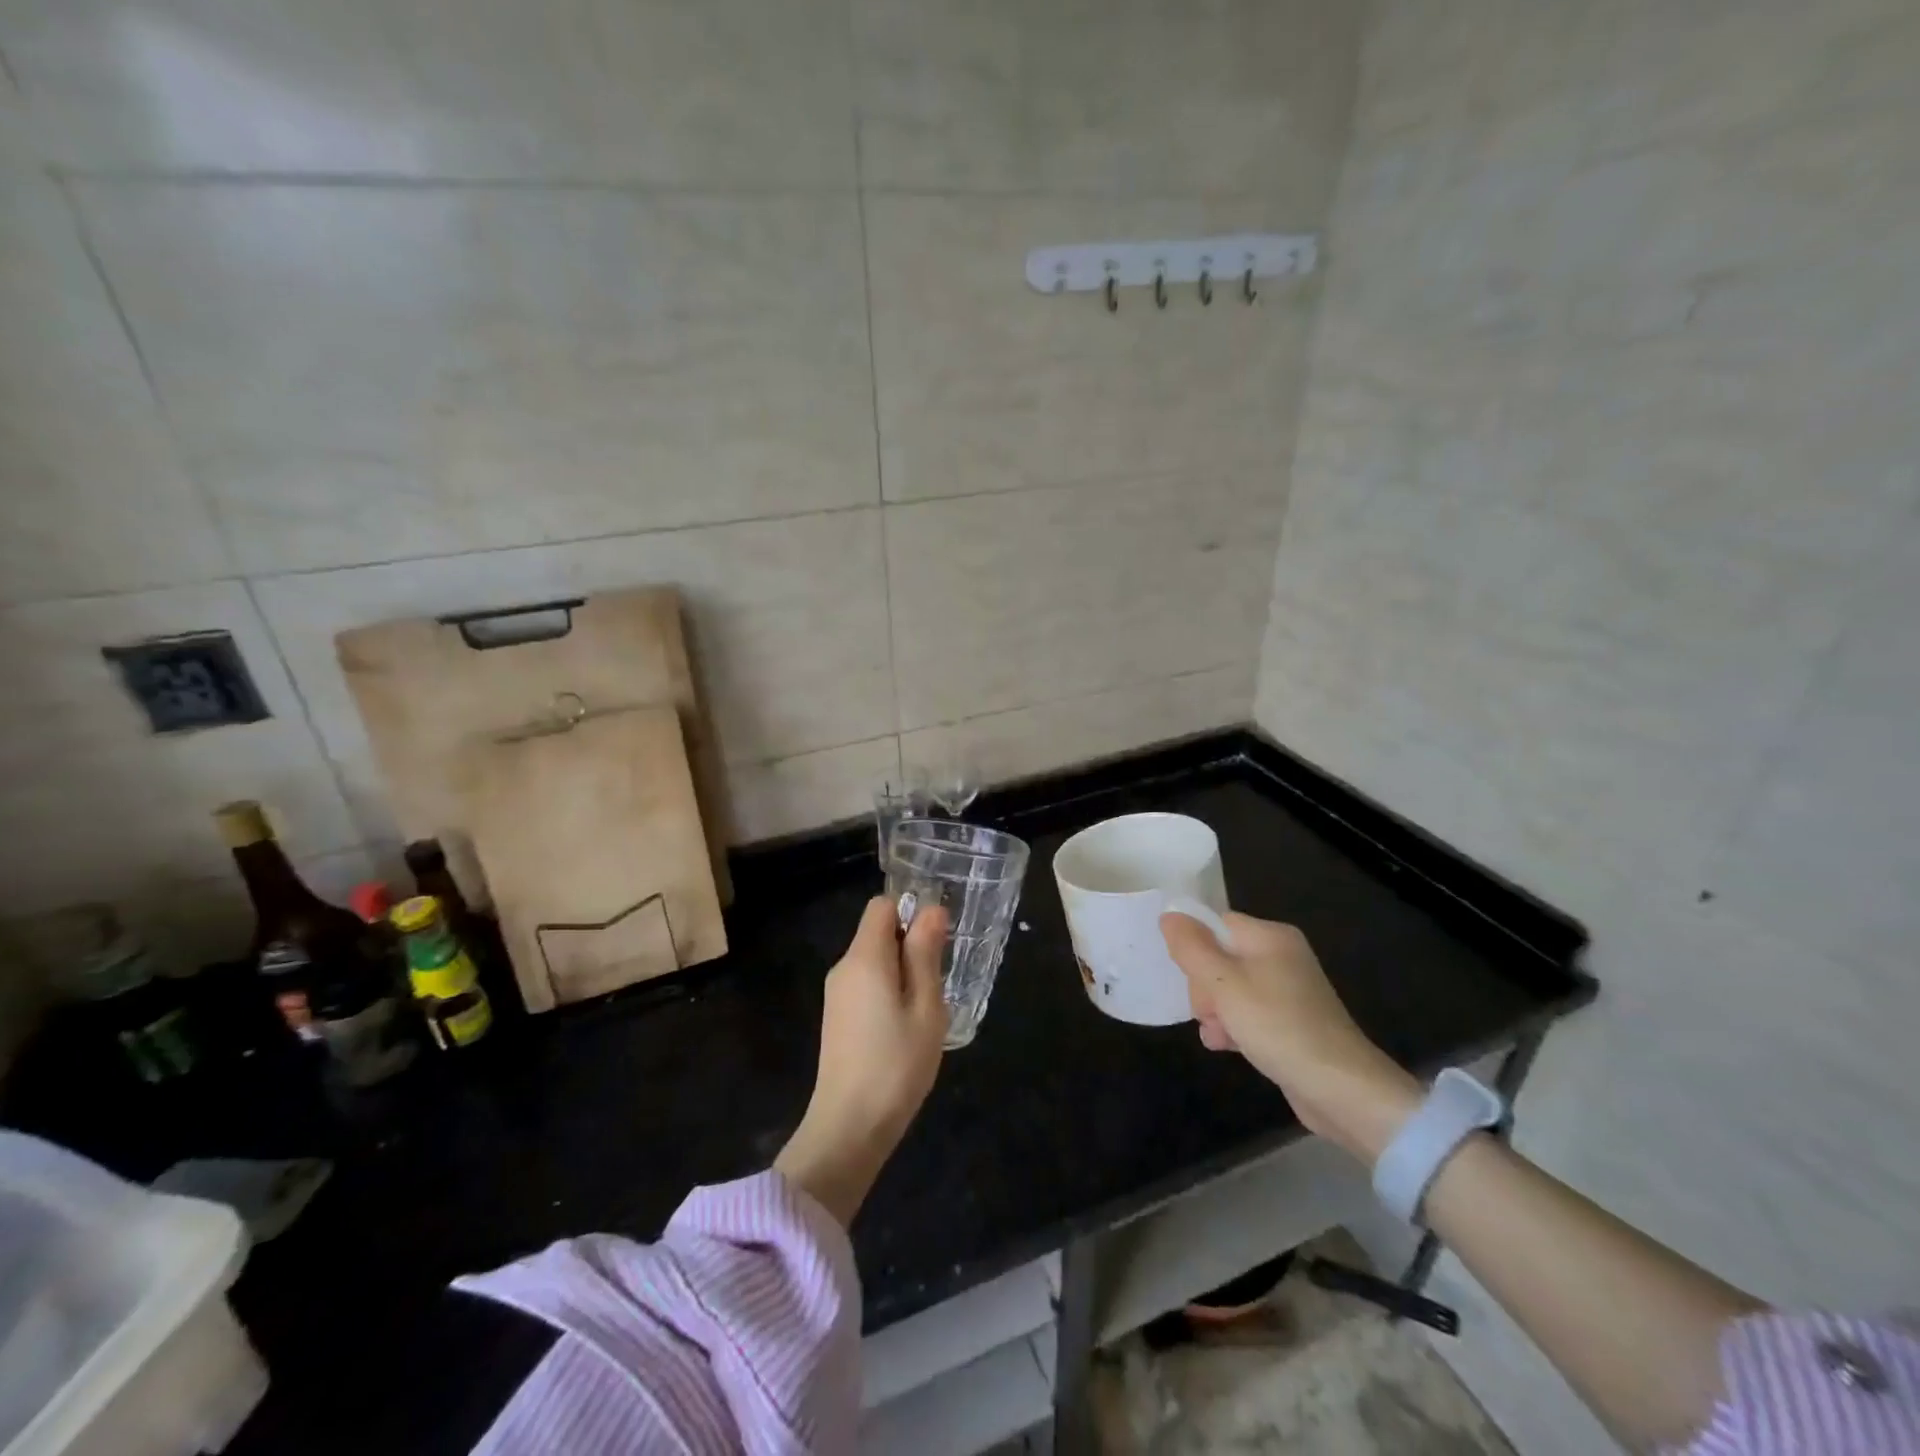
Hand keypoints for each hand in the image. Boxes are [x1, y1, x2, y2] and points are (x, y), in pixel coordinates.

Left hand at [776, 896, 949, 1223]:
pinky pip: (866, 985)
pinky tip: (905, 1028)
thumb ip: (925, 954)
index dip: (911, 911)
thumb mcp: (925, 1006)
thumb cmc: (896, 1063)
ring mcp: (836, 995)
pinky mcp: (836, 1019)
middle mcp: (844, 967)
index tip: (938, 939)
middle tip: (939, 981)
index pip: (882, 906)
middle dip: (910, 945)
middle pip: (877, 932)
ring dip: (902, 972)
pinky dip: (888, 992)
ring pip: (873, 961)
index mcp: (864, 957)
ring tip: (926, 1010)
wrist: (848, 1128)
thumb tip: (931, 909)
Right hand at [1160, 911, 1420, 1163]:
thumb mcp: (1223, 984)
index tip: (1188, 978)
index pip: (1217, 924)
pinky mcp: (1291, 1022)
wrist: (1341, 1090)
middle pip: (1221, 957)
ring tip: (1217, 1035)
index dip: (1196, 948)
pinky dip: (1235, 1026)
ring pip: (1231, 989)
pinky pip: (1250, 1013)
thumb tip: (1169, 915)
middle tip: (1208, 1013)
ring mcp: (1289, 991)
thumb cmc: (1278, 1026)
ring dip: (1216, 1012)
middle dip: (1204, 987)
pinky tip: (1226, 1046)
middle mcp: (1282, 956)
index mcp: (1271, 937)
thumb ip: (1191, 948)